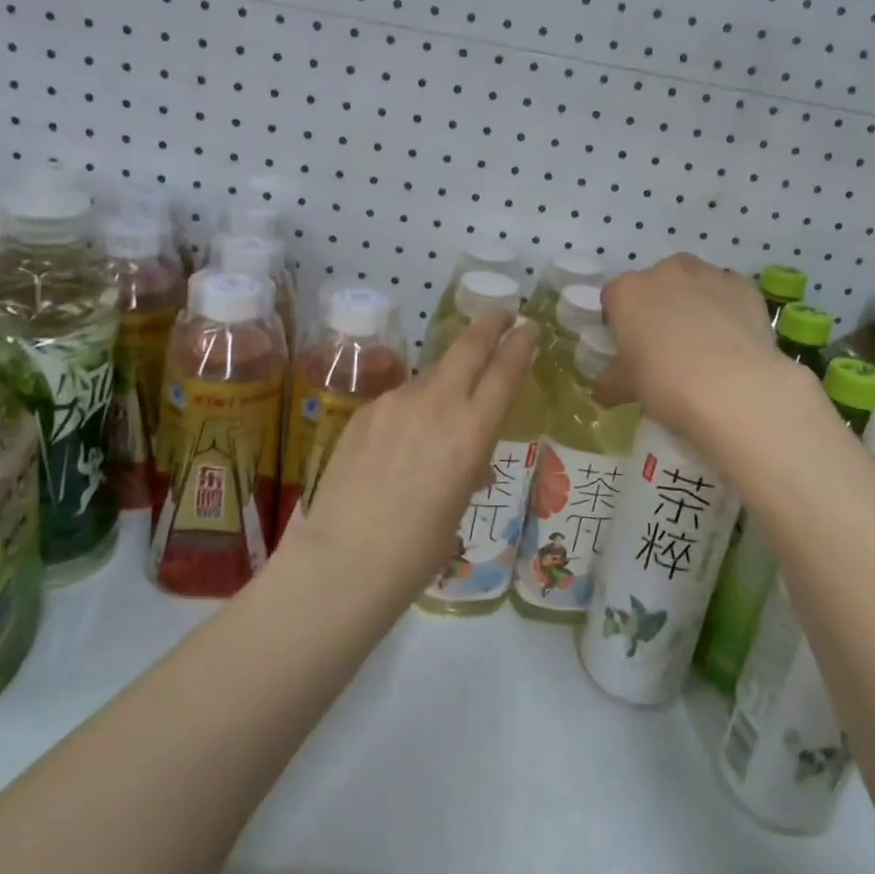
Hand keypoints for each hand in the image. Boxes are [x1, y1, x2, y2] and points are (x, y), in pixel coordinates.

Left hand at [280, 311, 538, 607]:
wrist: (344, 560)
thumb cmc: (417, 549)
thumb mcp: (458, 505)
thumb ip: (467, 465)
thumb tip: (467, 457)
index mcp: (472, 431)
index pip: (504, 372)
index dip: (520, 345)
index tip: (529, 327)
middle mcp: (437, 404)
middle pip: (468, 346)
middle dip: (490, 325)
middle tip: (501, 313)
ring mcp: (396, 402)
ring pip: (431, 375)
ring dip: (445, 379)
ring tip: (442, 411)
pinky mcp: (365, 411)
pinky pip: (399, 400)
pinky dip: (410, 409)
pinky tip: (400, 442)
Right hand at [597, 253, 782, 441]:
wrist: (734, 388)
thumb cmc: (666, 383)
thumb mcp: (628, 387)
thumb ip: (611, 382)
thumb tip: (603, 389)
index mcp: (627, 292)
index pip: (613, 298)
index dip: (619, 321)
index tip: (629, 347)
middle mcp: (665, 272)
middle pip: (655, 284)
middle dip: (658, 306)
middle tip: (667, 345)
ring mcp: (708, 275)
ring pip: (694, 283)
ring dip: (694, 302)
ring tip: (705, 342)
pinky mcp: (743, 286)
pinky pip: (728, 292)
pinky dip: (727, 308)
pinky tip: (733, 340)